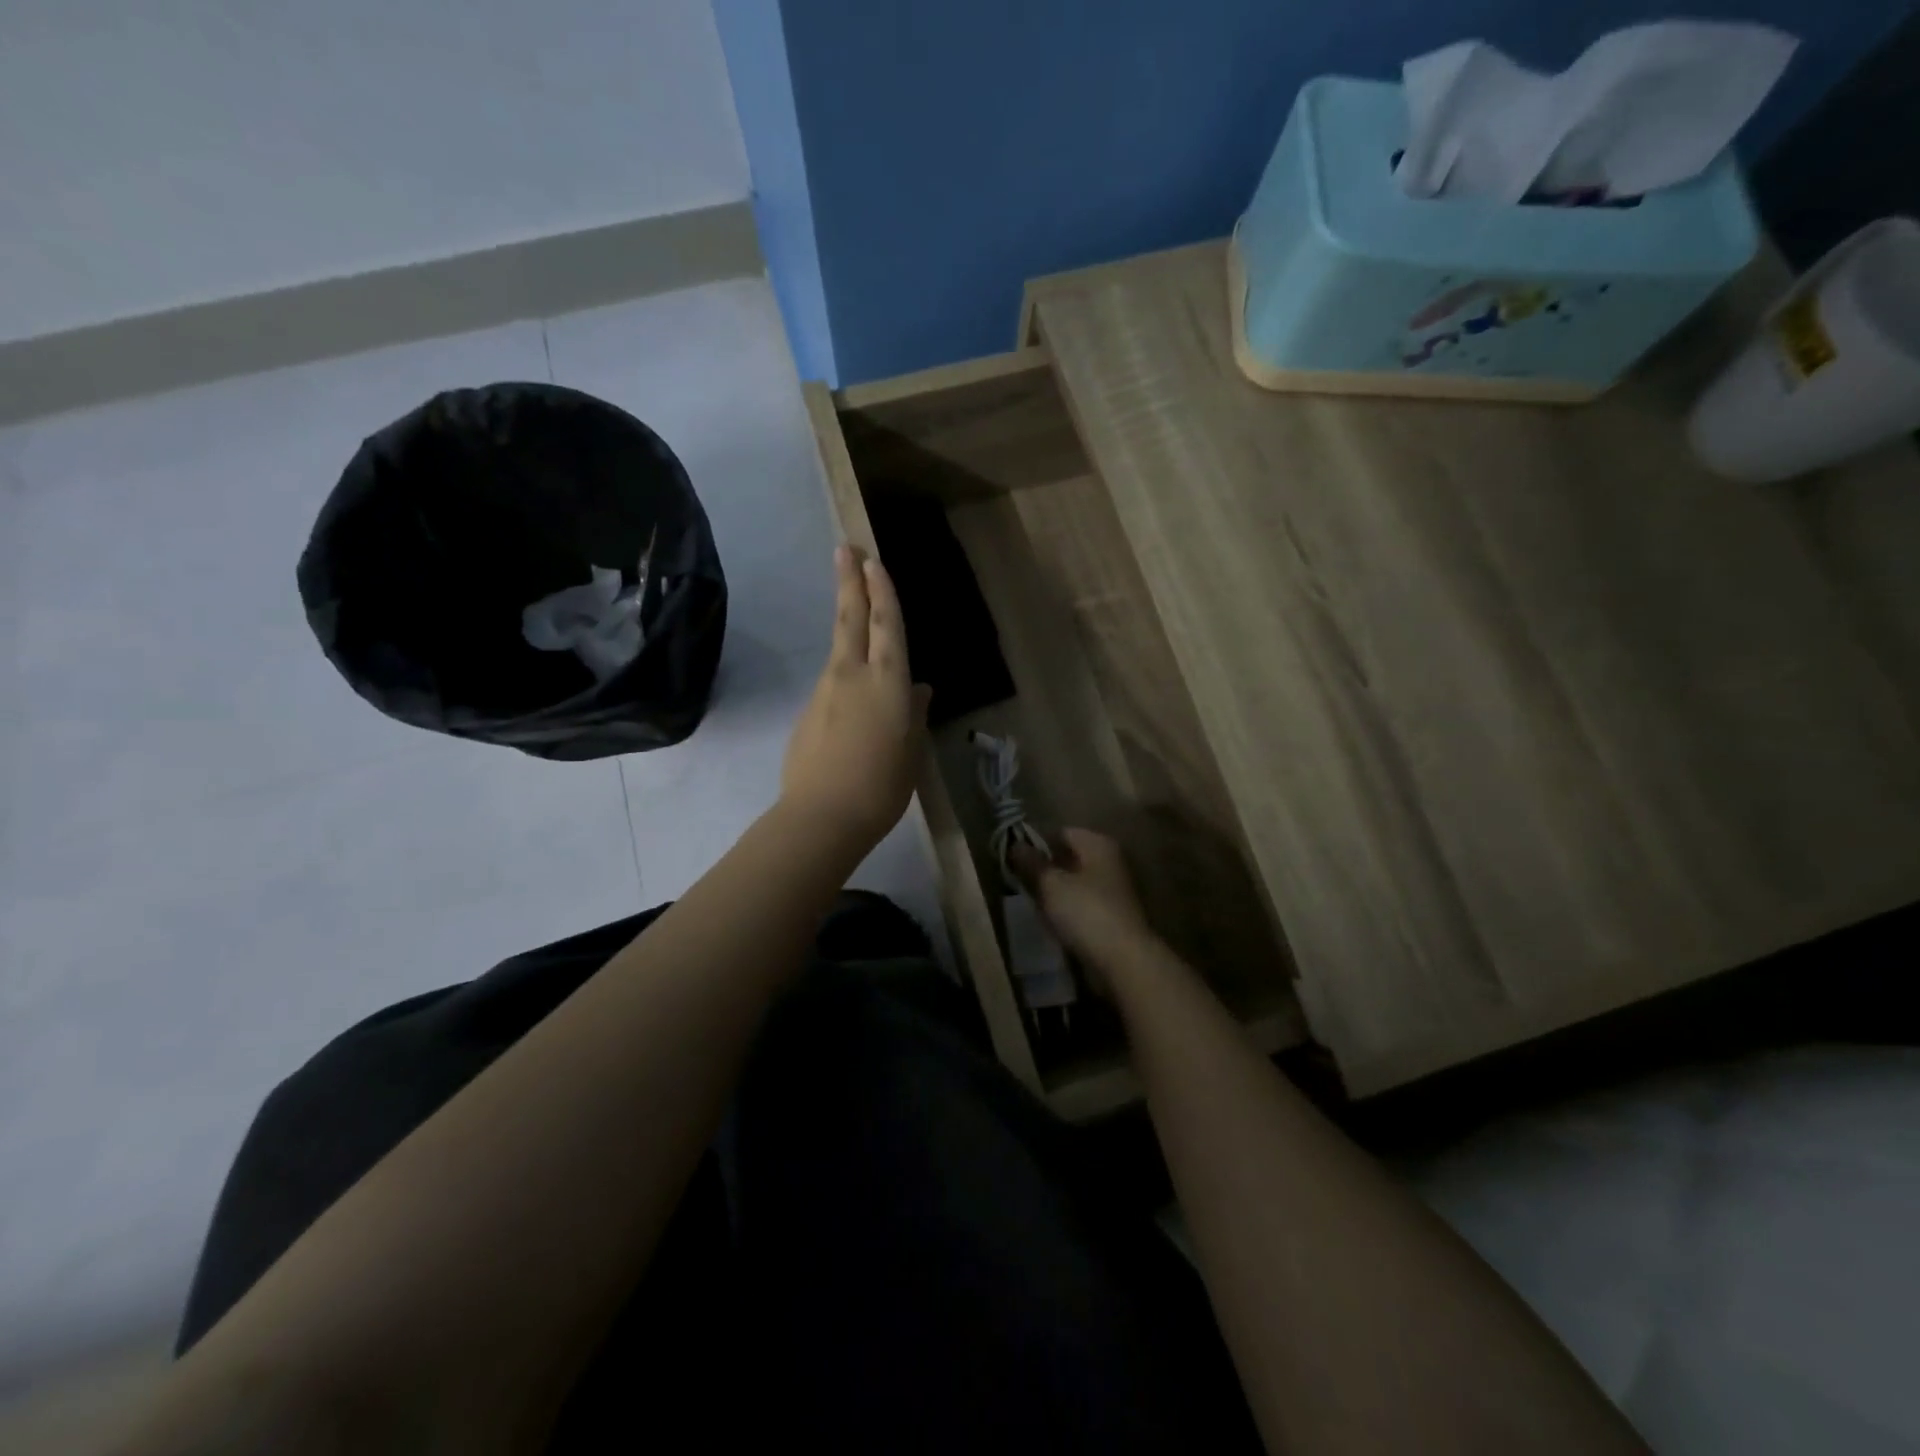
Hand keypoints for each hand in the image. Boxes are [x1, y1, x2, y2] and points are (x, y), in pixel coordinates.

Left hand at [780, 546, 929, 852]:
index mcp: (887, 682)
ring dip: (845, 620)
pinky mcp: (808, 713)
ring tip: (852, 602)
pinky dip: (844, 671)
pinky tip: (853, 690)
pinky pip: (832, 682)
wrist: (821, 818)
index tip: (872, 559)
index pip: (886, 625)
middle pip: (850, 618)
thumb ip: (915, 715)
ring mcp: (825, 692)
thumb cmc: (881, 787)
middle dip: (850, 581)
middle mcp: (852, 676)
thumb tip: (919, 689)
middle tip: (844, 549)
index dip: (882, 590)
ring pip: (838, 647)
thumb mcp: (911, 751)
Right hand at [1011, 828, 1152, 965]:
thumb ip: (1031, 863)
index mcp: (1098, 844)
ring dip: (1055, 892)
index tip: (1014, 861)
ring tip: (1032, 904)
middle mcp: (1110, 861)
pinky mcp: (1113, 916)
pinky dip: (1067, 910)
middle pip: (1069, 858)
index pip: (1060, 833)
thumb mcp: (1050, 884)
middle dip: (1045, 870)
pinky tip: (1051, 922)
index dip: (1036, 844)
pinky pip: (1082, 905)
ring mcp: (1114, 890)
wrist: (1123, 960)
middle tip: (1019, 882)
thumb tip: (1015, 844)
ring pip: (1075, 883)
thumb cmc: (1085, 912)